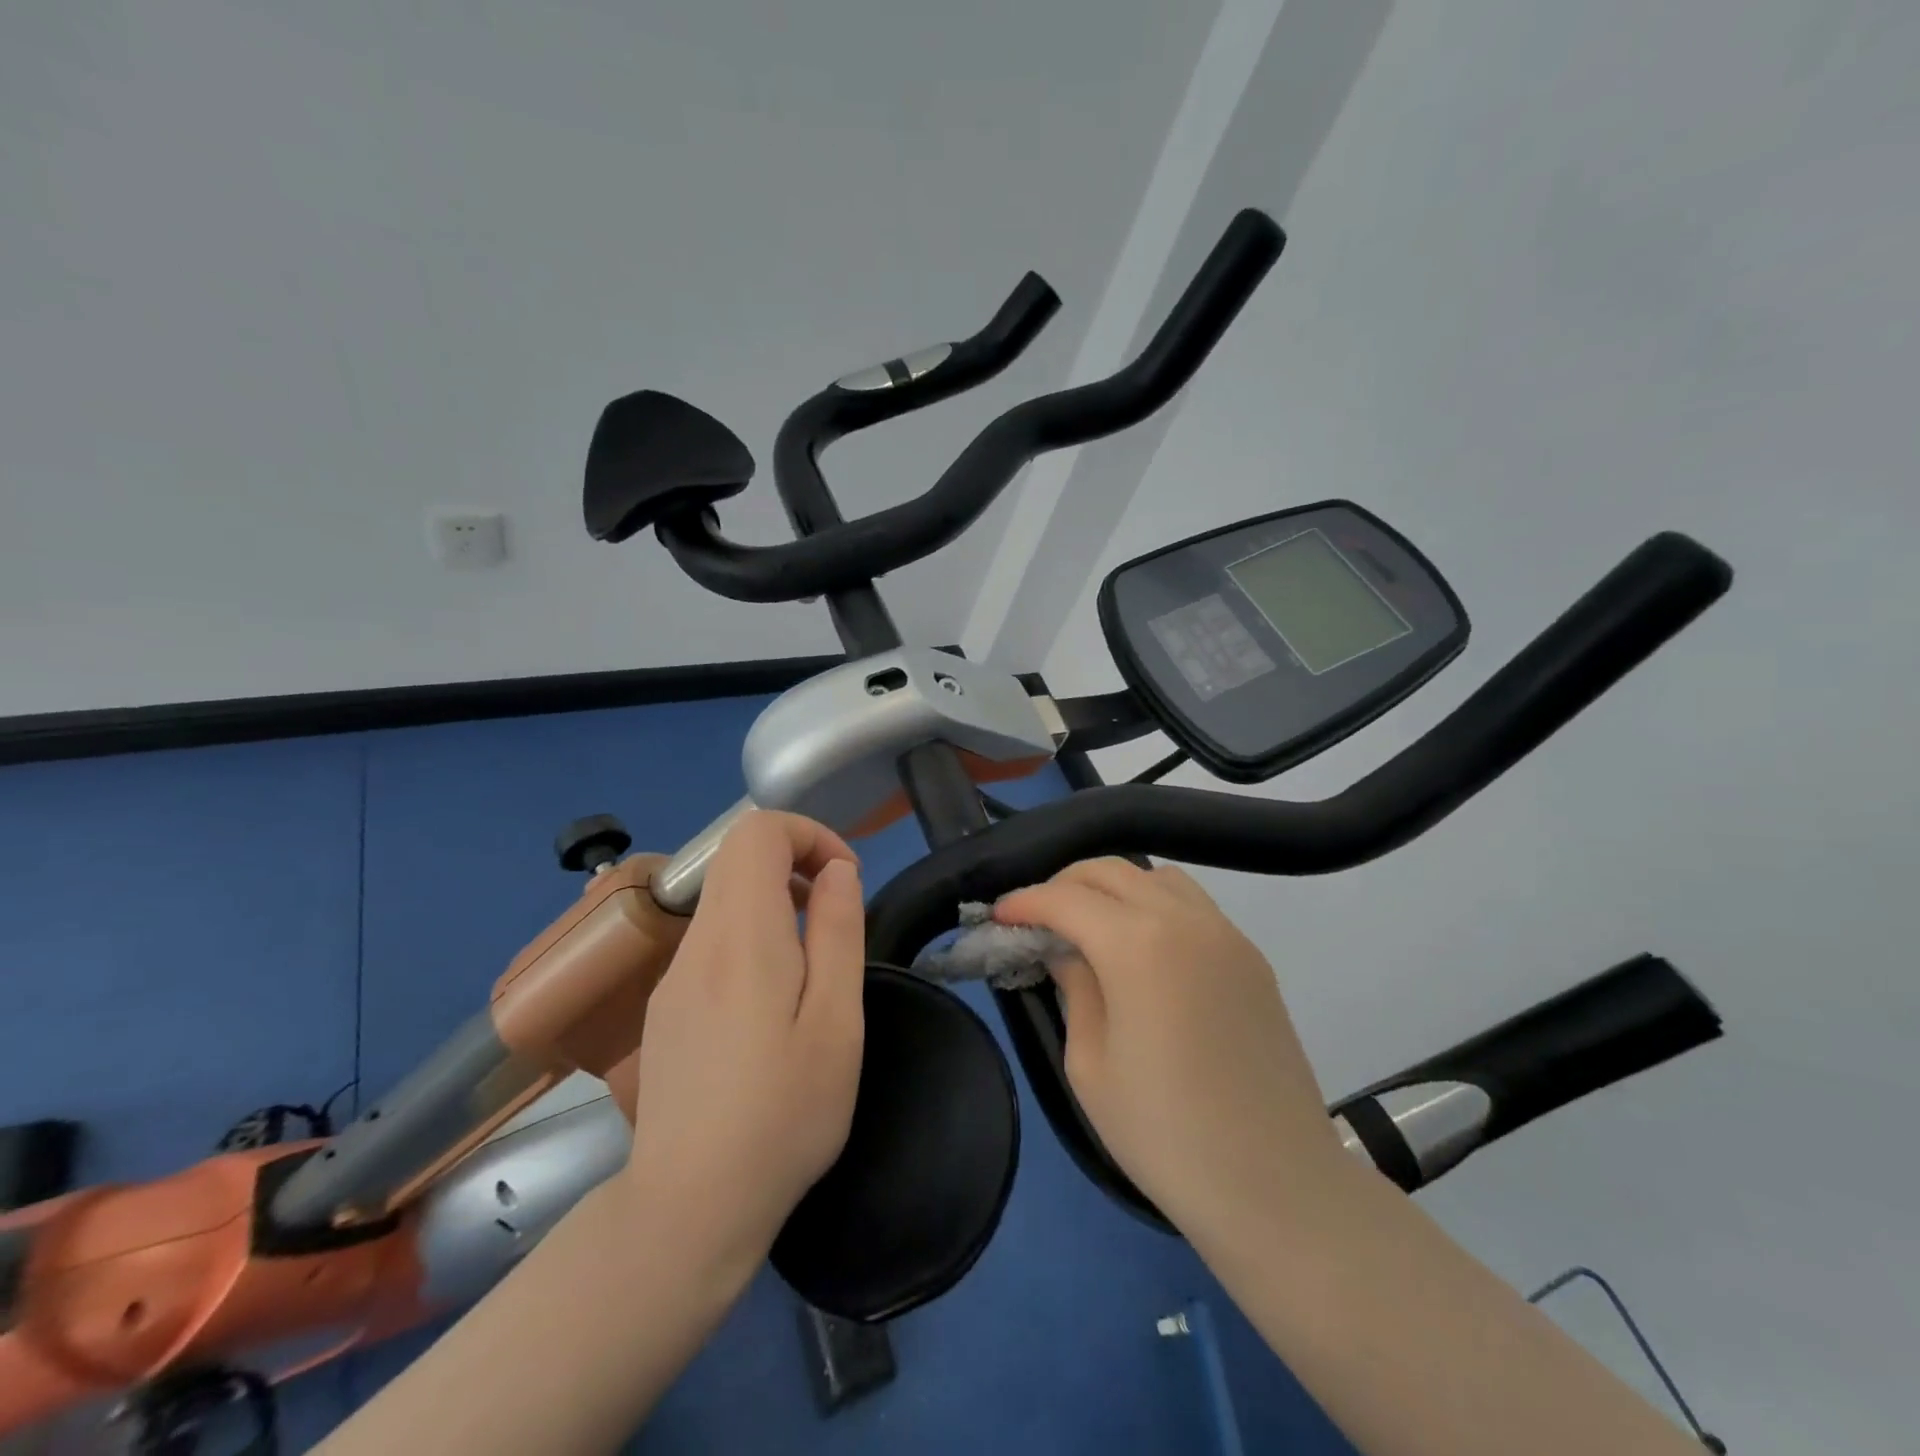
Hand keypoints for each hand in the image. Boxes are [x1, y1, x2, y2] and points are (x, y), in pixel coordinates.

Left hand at [623, 811, 865, 1276]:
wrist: (689, 1208)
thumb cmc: (783, 1114)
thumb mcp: (836, 1022)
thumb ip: (838, 931)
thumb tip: (837, 869)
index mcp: (742, 938)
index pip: (756, 832)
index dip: (808, 834)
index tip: (845, 878)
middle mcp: (696, 942)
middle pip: (736, 856)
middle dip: (795, 860)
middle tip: (836, 913)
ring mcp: (673, 975)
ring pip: (722, 896)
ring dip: (774, 898)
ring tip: (812, 958)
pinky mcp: (666, 1006)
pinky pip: (710, 937)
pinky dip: (750, 933)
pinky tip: (772, 999)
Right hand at [995, 858, 1344, 1238]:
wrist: (1277, 1187)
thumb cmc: (1165, 1133)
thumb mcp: (1091, 1064)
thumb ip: (1073, 987)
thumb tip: (1065, 949)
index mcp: (1139, 944)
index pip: (1067, 899)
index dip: (1025, 902)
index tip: (999, 916)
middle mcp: (1185, 920)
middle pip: (1112, 871)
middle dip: (1065, 884)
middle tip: (1037, 917)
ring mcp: (1226, 934)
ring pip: (1157, 878)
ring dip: (1114, 888)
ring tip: (1090, 926)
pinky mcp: (1251, 957)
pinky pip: (1192, 904)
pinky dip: (1154, 905)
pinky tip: (1142, 949)